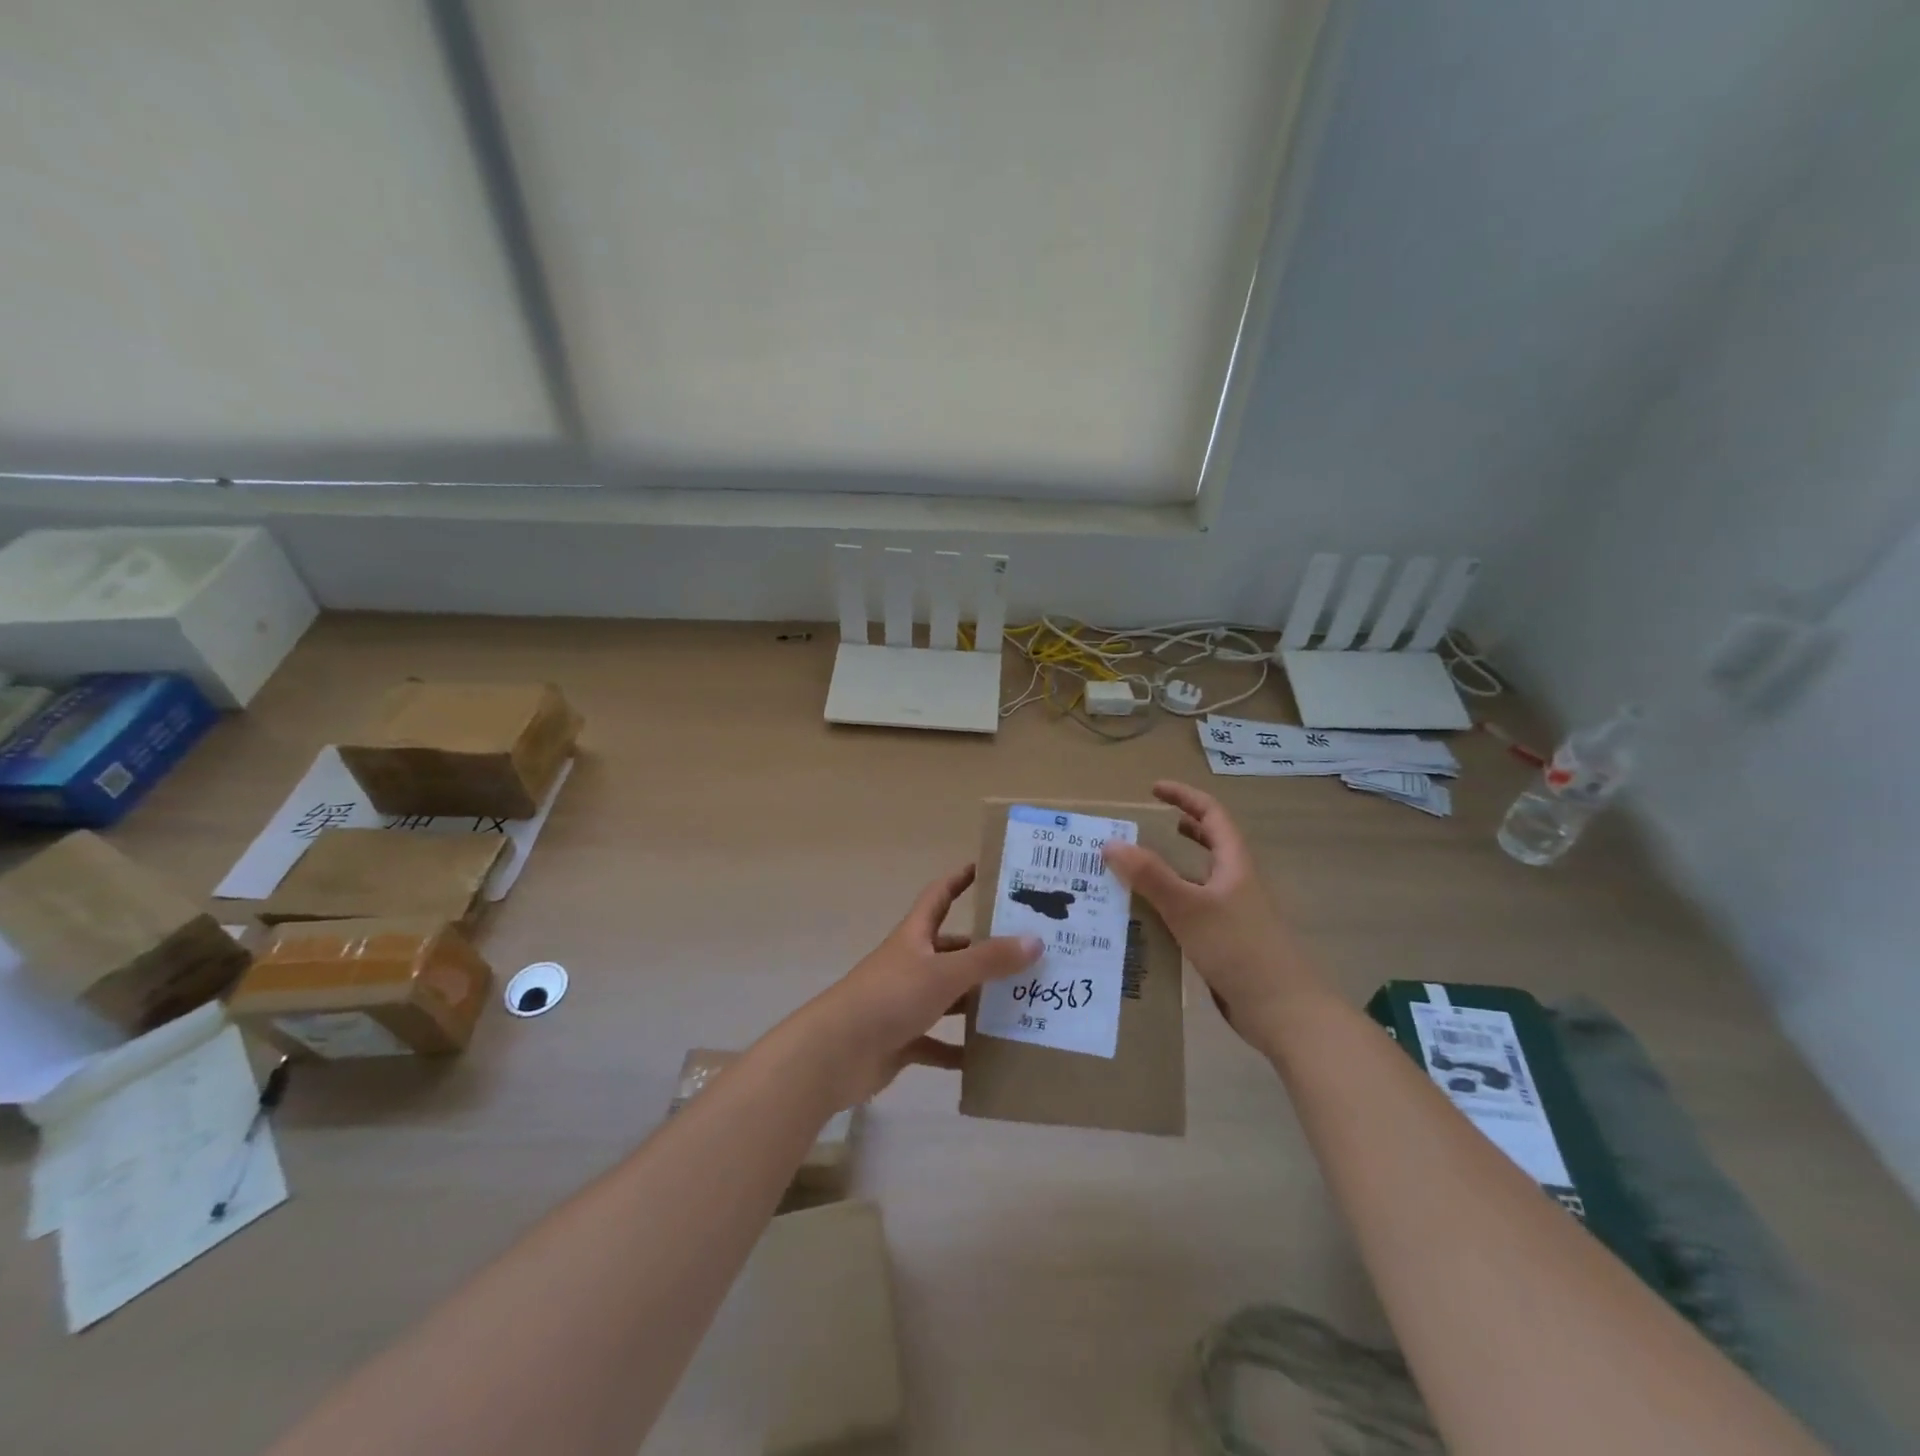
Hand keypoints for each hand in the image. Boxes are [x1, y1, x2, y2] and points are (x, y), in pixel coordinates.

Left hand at [796, 865, 1040, 1105]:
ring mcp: (905, 1003)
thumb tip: (1035, 940)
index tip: (987, 869)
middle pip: (953, 950)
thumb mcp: (944, 974)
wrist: (835, 1054)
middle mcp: (911, 964)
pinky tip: (990, 1057)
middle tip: (1030, 953)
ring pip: (950, 997)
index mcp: (915, 937)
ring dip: (978, 1002)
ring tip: (1022, 1004)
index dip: (960, 879)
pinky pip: (939, 1042)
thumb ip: (989, 960)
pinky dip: (961, 1049)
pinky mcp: (902, 1040)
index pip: (939, 896)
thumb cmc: (889, 998)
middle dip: (986, 951)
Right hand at [1101, 781, 1319, 1037]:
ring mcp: (1233, 914)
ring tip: (1133, 872)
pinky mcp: (1225, 942)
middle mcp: (1235, 883)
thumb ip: (1150, 875)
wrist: (1283, 1011)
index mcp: (1234, 864)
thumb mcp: (1189, 907)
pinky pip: (1192, 911)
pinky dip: (1169, 905)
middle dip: (1180, 829)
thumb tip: (1110, 844)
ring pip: (1197, 880)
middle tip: (1144, 828)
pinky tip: (1146, 919)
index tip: (1152, 790)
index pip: (1212, 814)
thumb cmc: (1239, 949)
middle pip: (1209, 844)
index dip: (1184, 796)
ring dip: (1169, 871)